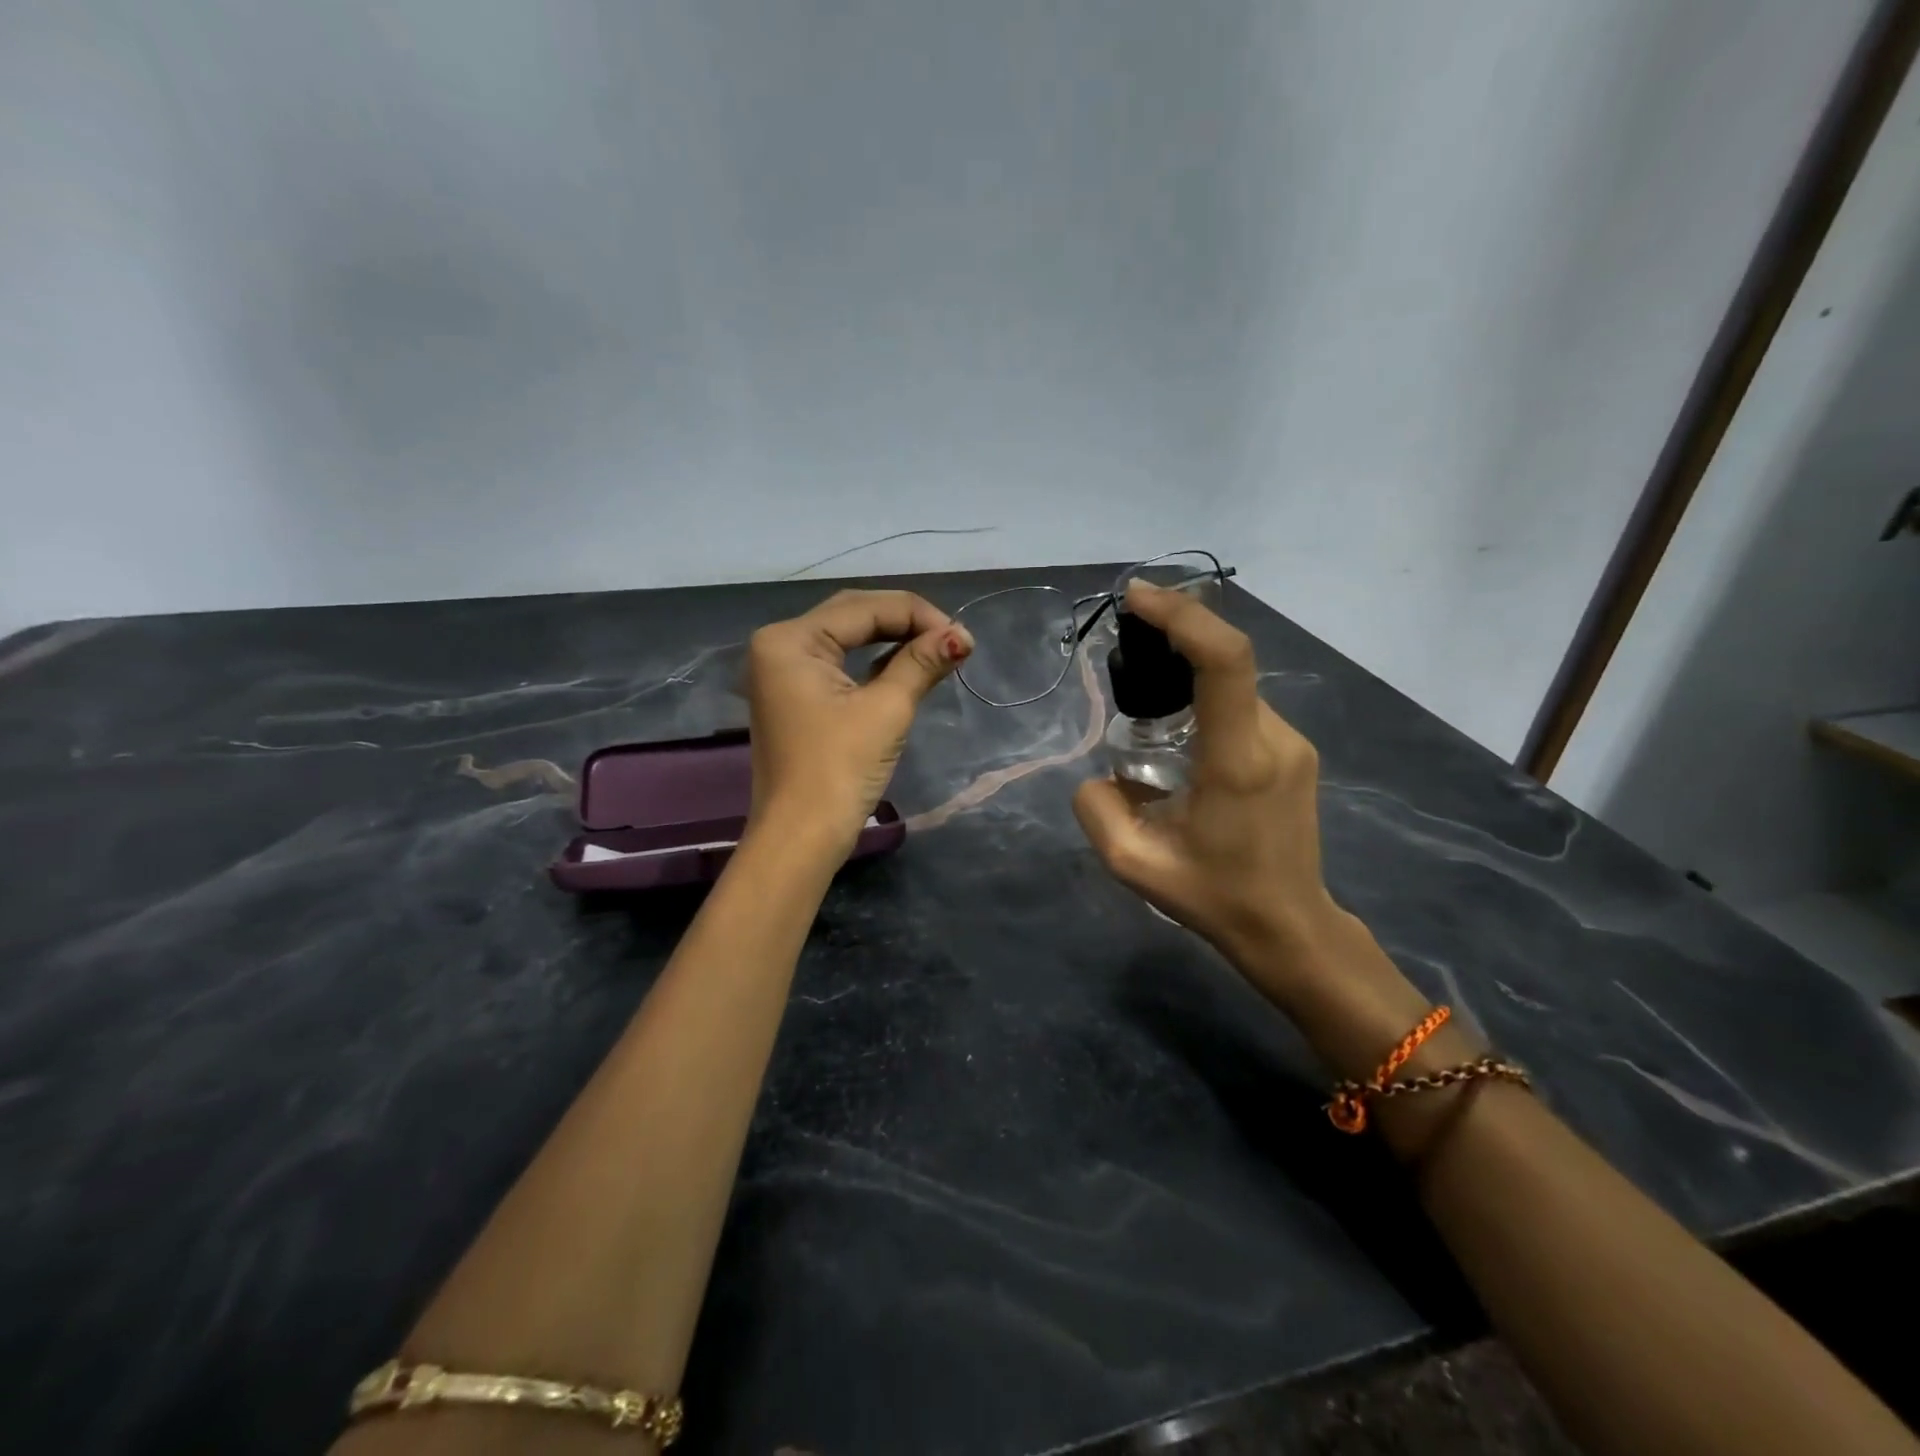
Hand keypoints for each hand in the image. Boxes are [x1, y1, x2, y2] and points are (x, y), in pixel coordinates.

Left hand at [744, 589, 972, 855]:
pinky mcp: (795, 697)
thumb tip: (962, 635)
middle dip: (906, 623)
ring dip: (893, 641)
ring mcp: (783, 672)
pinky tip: (908, 666)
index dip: (918, 615)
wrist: (801, 838)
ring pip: (847, 639)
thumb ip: (921, 663)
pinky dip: (874, 664)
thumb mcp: (886, 710)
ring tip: (939, 649)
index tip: (963, 636)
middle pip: (853, 616)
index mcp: (790, 639)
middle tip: (953, 639)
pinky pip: (839, 665)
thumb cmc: (839, 770)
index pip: (864, 608)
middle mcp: (779, 645)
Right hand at [1073, 581, 1342, 1000]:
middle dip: (1173, 642)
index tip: (1138, 599)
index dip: (1182, 616)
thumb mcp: (1133, 865)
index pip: (1224, 660)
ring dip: (1189, 678)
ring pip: (1232, 687)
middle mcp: (1273, 738)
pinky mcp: (1295, 751)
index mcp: (1237, 760)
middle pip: (1225, 662)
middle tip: (1125, 654)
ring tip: (1145, 711)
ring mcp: (1292, 743)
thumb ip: (1096, 809)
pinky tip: (1180, 738)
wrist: (1289, 926)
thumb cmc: (1213, 897)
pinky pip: (1242, 708)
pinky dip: (1206, 701)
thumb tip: (1098, 774)